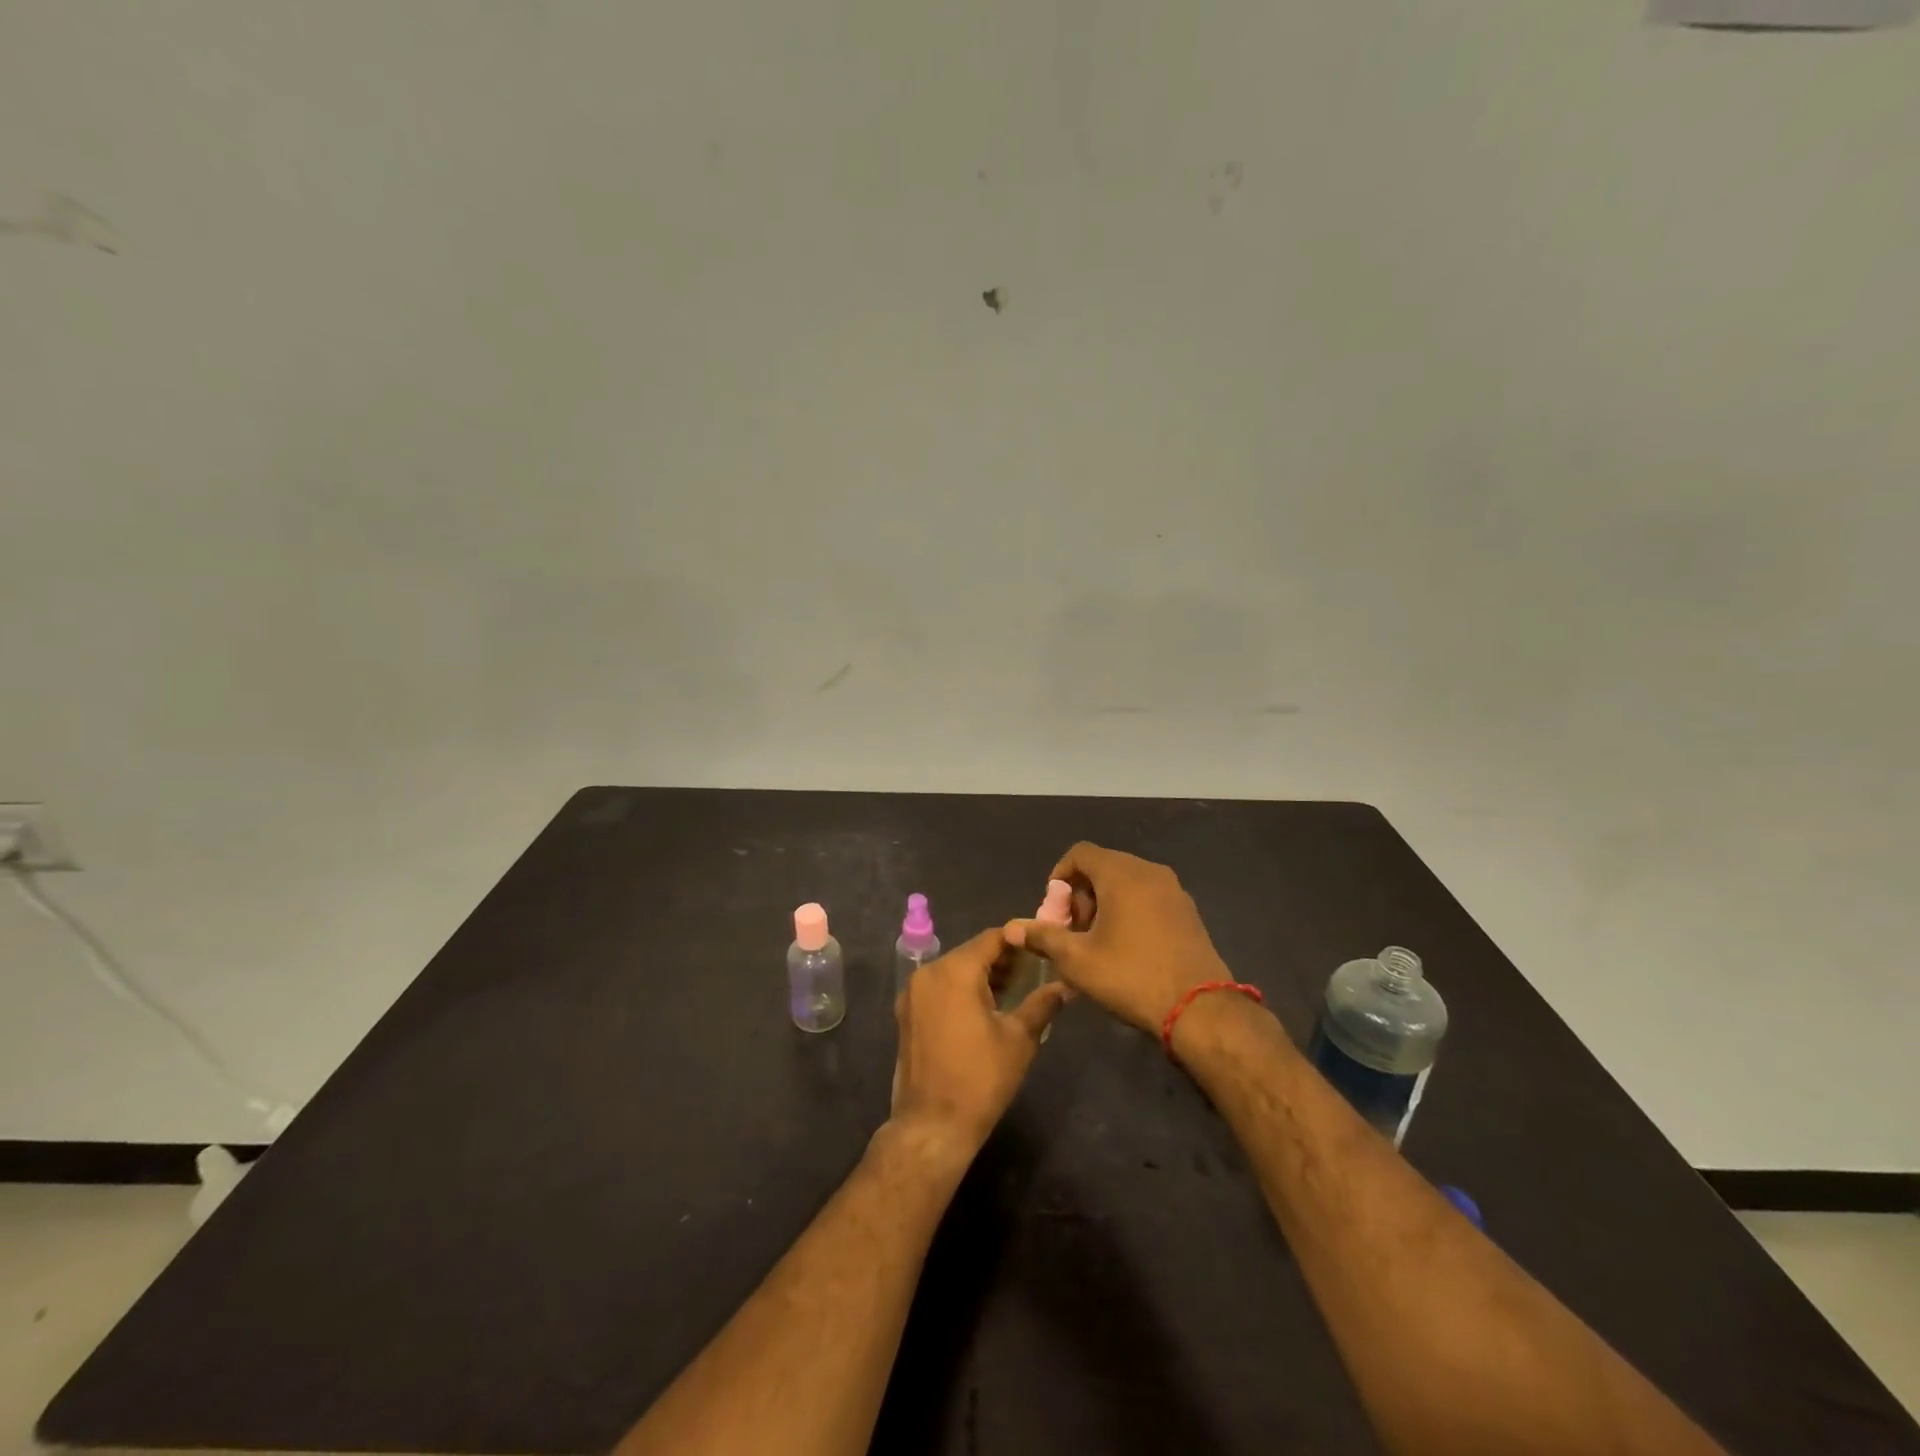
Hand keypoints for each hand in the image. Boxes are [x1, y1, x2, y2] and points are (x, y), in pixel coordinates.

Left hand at [887, 926, 1070, 1165]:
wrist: (932, 1126)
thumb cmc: (980, 1079)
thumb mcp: (1019, 1039)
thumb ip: (1043, 1004)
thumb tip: (1067, 986)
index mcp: (954, 970)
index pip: (992, 939)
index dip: (1019, 941)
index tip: (1042, 949)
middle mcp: (927, 972)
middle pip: (971, 952)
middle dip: (1002, 960)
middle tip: (1033, 973)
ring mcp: (912, 993)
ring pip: (954, 970)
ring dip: (981, 976)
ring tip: (1013, 992)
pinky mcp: (906, 1014)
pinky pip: (939, 988)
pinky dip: (961, 990)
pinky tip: (984, 1009)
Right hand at [1006, 842, 1231, 1033]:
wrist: (1201, 1009)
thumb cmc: (1131, 976)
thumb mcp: (1077, 960)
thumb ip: (1042, 937)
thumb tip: (1012, 928)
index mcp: (1121, 874)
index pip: (1080, 853)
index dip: (1059, 877)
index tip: (1054, 912)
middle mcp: (1149, 871)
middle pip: (1103, 866)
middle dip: (1080, 894)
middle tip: (1072, 931)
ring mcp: (1174, 890)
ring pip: (1126, 882)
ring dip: (1104, 903)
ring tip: (1095, 942)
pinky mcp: (1187, 911)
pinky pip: (1148, 896)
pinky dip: (1129, 910)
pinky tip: (1125, 947)